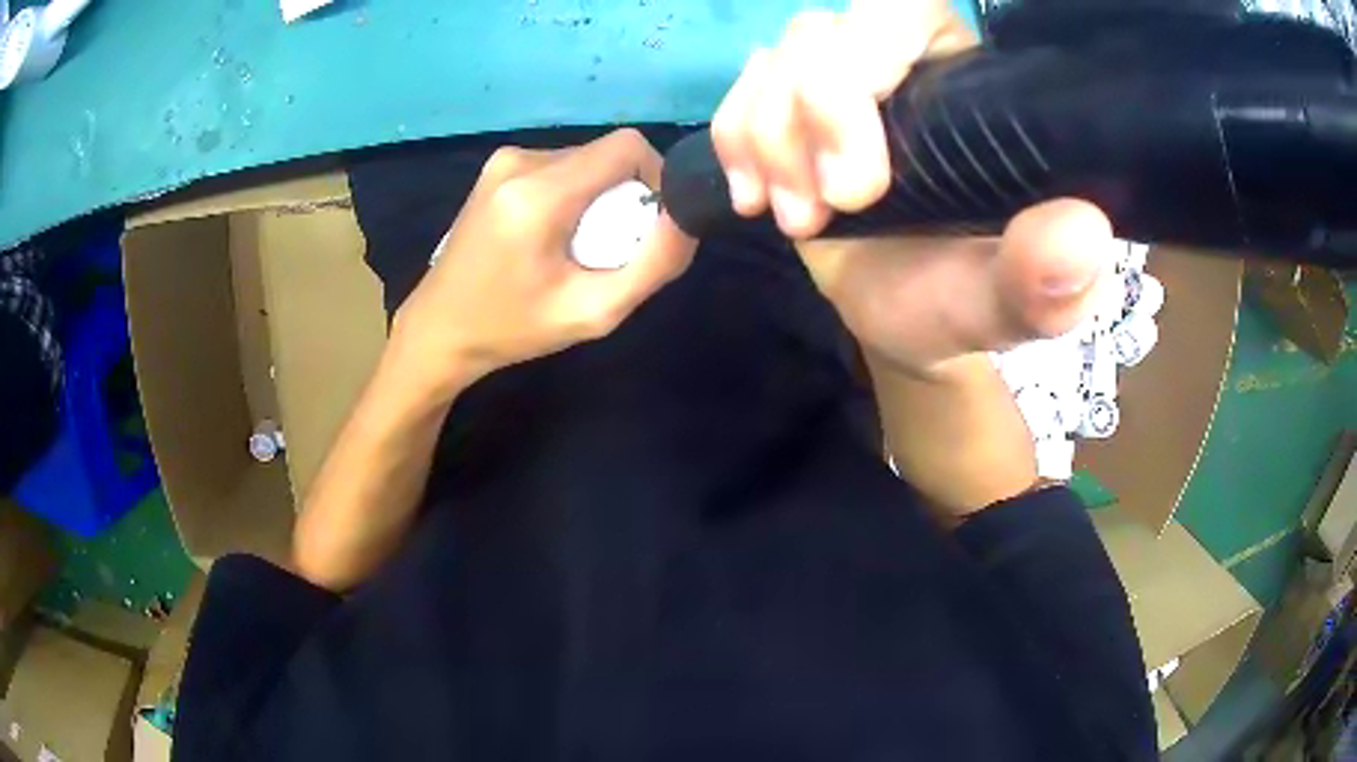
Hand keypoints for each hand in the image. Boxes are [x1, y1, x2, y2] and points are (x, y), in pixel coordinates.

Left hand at [391, 129, 695, 398]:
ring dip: (598, 197)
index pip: (627, 147)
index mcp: (539, 193)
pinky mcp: (497, 167)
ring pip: (584, 161)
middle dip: (625, 196)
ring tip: (576, 248)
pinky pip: (559, 167)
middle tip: (609, 249)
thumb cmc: (512, 328)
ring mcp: (503, 160)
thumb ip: (652, 265)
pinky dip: (573, 195)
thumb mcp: (593, 312)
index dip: (657, 178)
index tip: (651, 224)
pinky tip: (552, 236)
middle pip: (606, 156)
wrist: (439, 329)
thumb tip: (688, 217)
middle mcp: (520, 161)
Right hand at [712, 1, 1116, 378]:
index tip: (858, 188)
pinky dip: (734, 143)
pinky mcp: (788, 107)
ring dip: (768, 143)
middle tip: (820, 214)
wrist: (898, 318)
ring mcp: (838, 80)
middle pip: (822, 32)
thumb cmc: (956, 304)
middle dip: (804, 119)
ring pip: (773, 59)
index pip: (904, 15)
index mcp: (970, 84)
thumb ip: (1045, 281)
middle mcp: (903, 63)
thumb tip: (1082, 233)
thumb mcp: (1005, 308)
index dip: (861, 70)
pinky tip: (756, 197)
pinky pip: (737, 92)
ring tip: (799, 221)